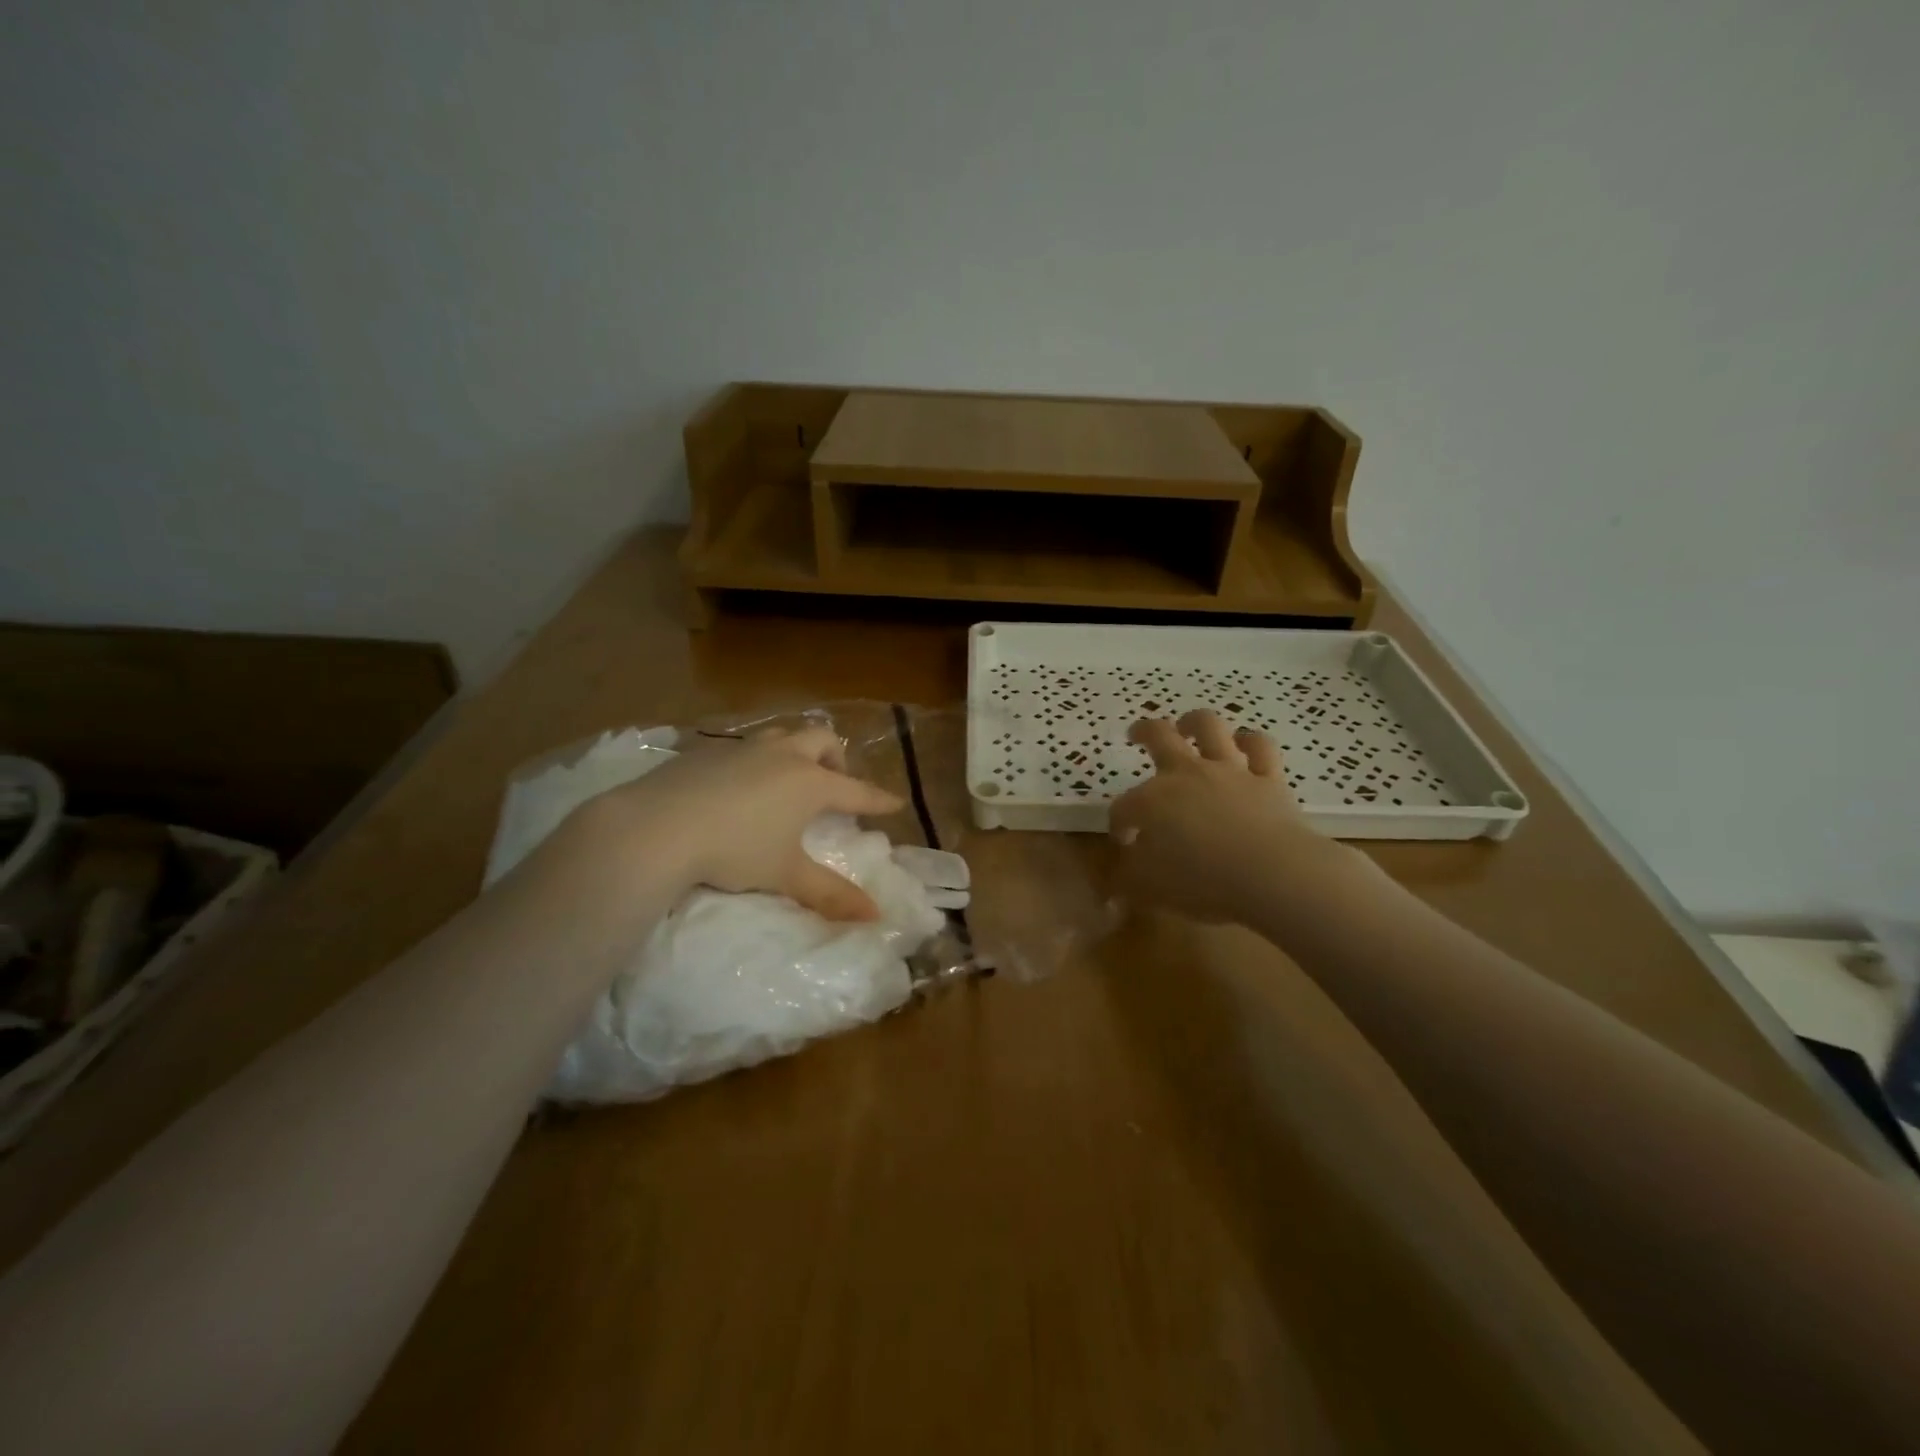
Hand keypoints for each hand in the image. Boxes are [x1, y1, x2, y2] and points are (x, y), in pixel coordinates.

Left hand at [570, 725, 903, 921]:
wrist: (656, 827)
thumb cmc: (734, 850)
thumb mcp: (786, 875)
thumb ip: (831, 894)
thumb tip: (874, 915)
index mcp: (809, 782)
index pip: (855, 790)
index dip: (877, 799)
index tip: (894, 802)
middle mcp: (782, 756)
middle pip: (822, 740)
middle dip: (836, 758)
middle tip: (835, 783)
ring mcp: (743, 748)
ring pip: (782, 735)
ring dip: (796, 750)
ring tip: (789, 777)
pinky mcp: (706, 750)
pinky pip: (745, 746)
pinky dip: (757, 759)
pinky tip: (739, 785)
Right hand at [1108, 710, 1345, 922]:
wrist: (1272, 874)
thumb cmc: (1202, 881)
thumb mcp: (1149, 888)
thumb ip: (1129, 877)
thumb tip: (1121, 870)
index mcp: (1151, 801)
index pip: (1124, 808)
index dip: (1119, 824)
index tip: (1124, 842)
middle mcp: (1186, 775)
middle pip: (1158, 737)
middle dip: (1142, 732)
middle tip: (1135, 735)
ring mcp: (1229, 771)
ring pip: (1209, 727)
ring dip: (1194, 722)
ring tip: (1188, 725)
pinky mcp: (1267, 778)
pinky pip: (1259, 747)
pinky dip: (1250, 741)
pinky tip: (1244, 743)